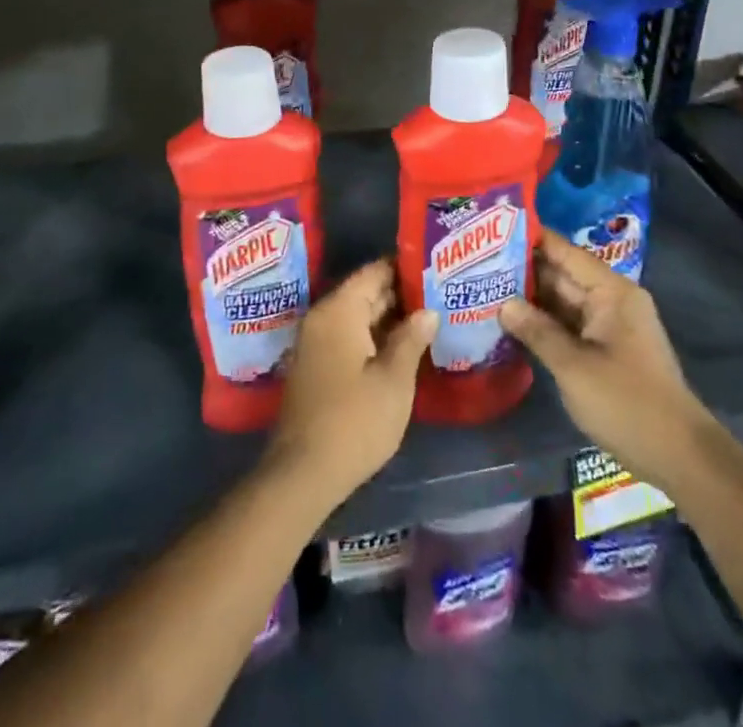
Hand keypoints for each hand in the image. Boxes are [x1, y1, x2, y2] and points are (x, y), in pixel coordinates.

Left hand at [267, 260, 436, 507]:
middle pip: (365, 292)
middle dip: (401, 294)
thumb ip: (411, 339)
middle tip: (440, 293)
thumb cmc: (354, 421)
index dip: (405, 268)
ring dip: (389, 318)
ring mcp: (315, 343)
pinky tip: (402, 348)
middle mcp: (322, 317)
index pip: (375, 272)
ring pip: (357, 317)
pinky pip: (348, 337)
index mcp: (339, 310)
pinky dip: (374, 337)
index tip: (435, 268)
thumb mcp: (394, 380)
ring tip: (429, 318)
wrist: (303, 474)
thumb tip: (428, 311)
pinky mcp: (316, 367)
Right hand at [500, 229, 708, 488]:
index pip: (565, 252)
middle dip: (522, 270)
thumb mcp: (573, 366)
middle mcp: (612, 300)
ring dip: (530, 298)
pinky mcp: (606, 349)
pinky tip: (511, 322)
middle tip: (476, 262)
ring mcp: (610, 326)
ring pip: (563, 301)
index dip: (531, 239)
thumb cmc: (626, 403)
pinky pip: (570, 324)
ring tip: (484, 287)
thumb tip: (502, 303)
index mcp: (611, 292)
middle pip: (562, 275)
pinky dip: (544, 322)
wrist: (679, 457)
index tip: (493, 228)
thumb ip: (536, 331)